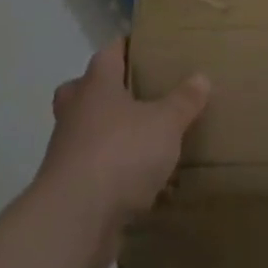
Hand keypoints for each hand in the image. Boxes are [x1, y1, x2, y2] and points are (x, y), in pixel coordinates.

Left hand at [36, 39, 208, 267]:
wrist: (75, 220)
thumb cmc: (121, 153)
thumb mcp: (166, 123)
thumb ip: (183, 101)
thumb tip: (200, 77)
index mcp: (97, 85)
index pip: (109, 52)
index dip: (127, 46)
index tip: (147, 47)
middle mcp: (76, 111)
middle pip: (85, 90)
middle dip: (107, 91)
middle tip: (137, 94)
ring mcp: (67, 151)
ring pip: (87, 131)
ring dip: (110, 134)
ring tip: (146, 141)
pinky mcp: (68, 188)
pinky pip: (94, 170)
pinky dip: (113, 173)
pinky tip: (142, 184)